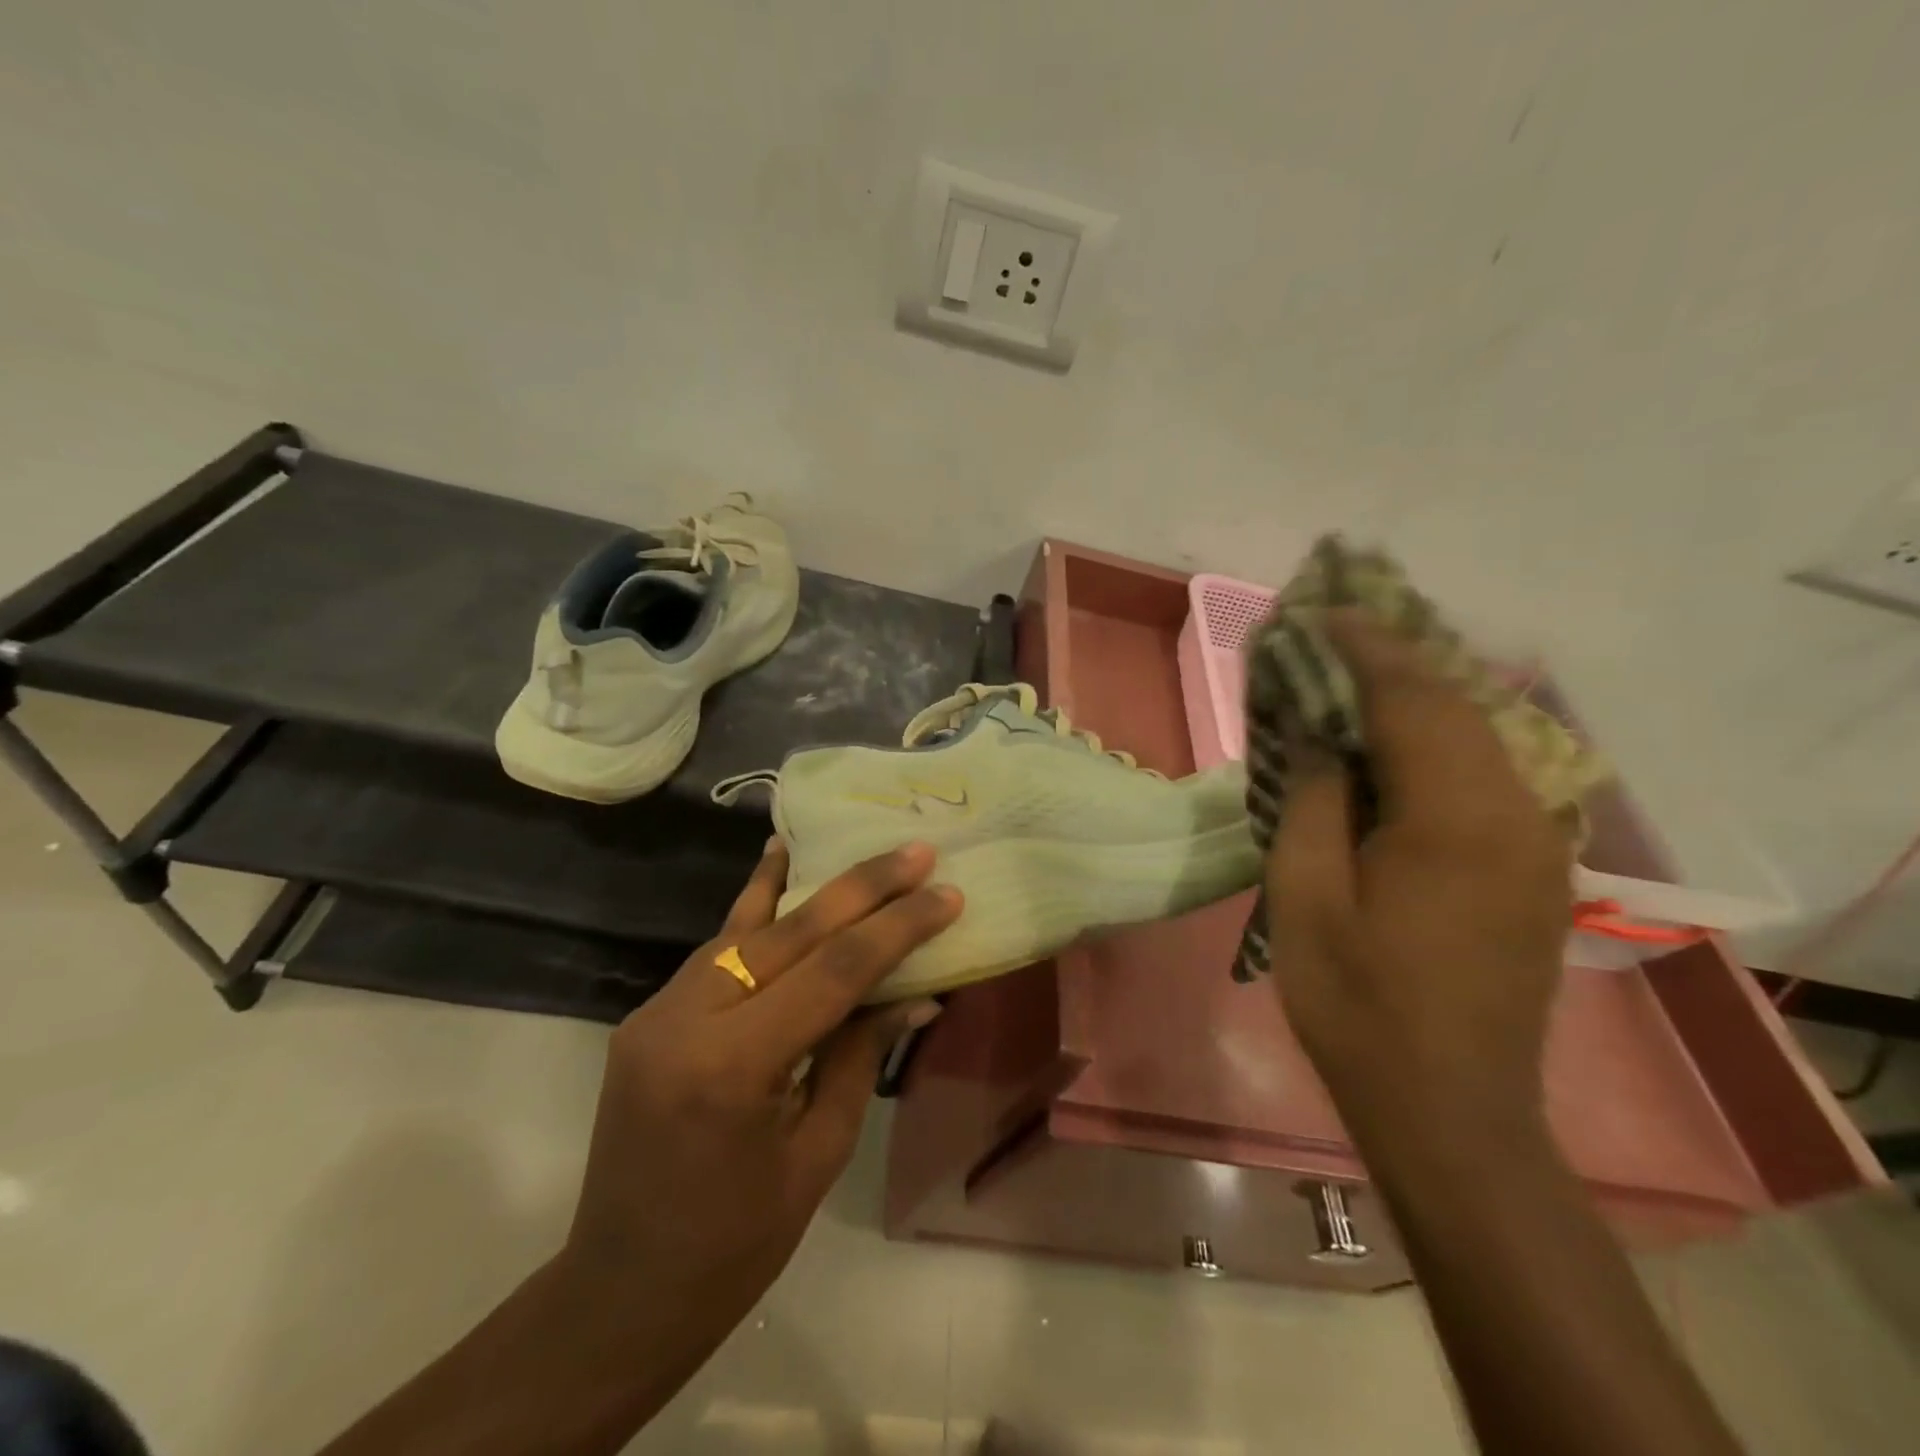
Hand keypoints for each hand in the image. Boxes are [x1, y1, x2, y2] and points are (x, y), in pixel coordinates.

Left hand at [562, 838, 957, 1349]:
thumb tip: (915, 991)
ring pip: (748, 928)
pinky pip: (717, 949)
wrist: (618, 1294)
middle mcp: (685, 1020)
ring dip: (809, 885)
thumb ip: (859, 1056)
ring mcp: (657, 1011)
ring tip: (855, 847)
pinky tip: (776, 863)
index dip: (897, 929)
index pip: (833, 973)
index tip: (947, 894)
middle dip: (862, 887)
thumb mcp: (817, 1153)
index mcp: (732, 1068)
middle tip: (916, 851)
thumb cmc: (734, 1247)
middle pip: (791, 932)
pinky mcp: (650, 1014)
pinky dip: (756, 907)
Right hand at [1265, 614, 1573, 1145]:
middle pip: (1454, 705)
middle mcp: (1515, 814)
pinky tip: (1388, 744)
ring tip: (1348, 676)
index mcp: (1455, 819)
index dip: (1361, 648)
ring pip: (1474, 736)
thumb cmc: (1357, 1003)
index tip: (1315, 613)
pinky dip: (1431, 741)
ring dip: (1411, 697)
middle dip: (1388, 660)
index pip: (1412, 699)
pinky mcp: (1531, 869)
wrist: (1450, 1110)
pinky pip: (1481, 775)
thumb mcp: (1305, 896)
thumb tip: (1314, 731)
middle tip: (1326, 635)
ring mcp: (1535, 843)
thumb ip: (1312, 798)